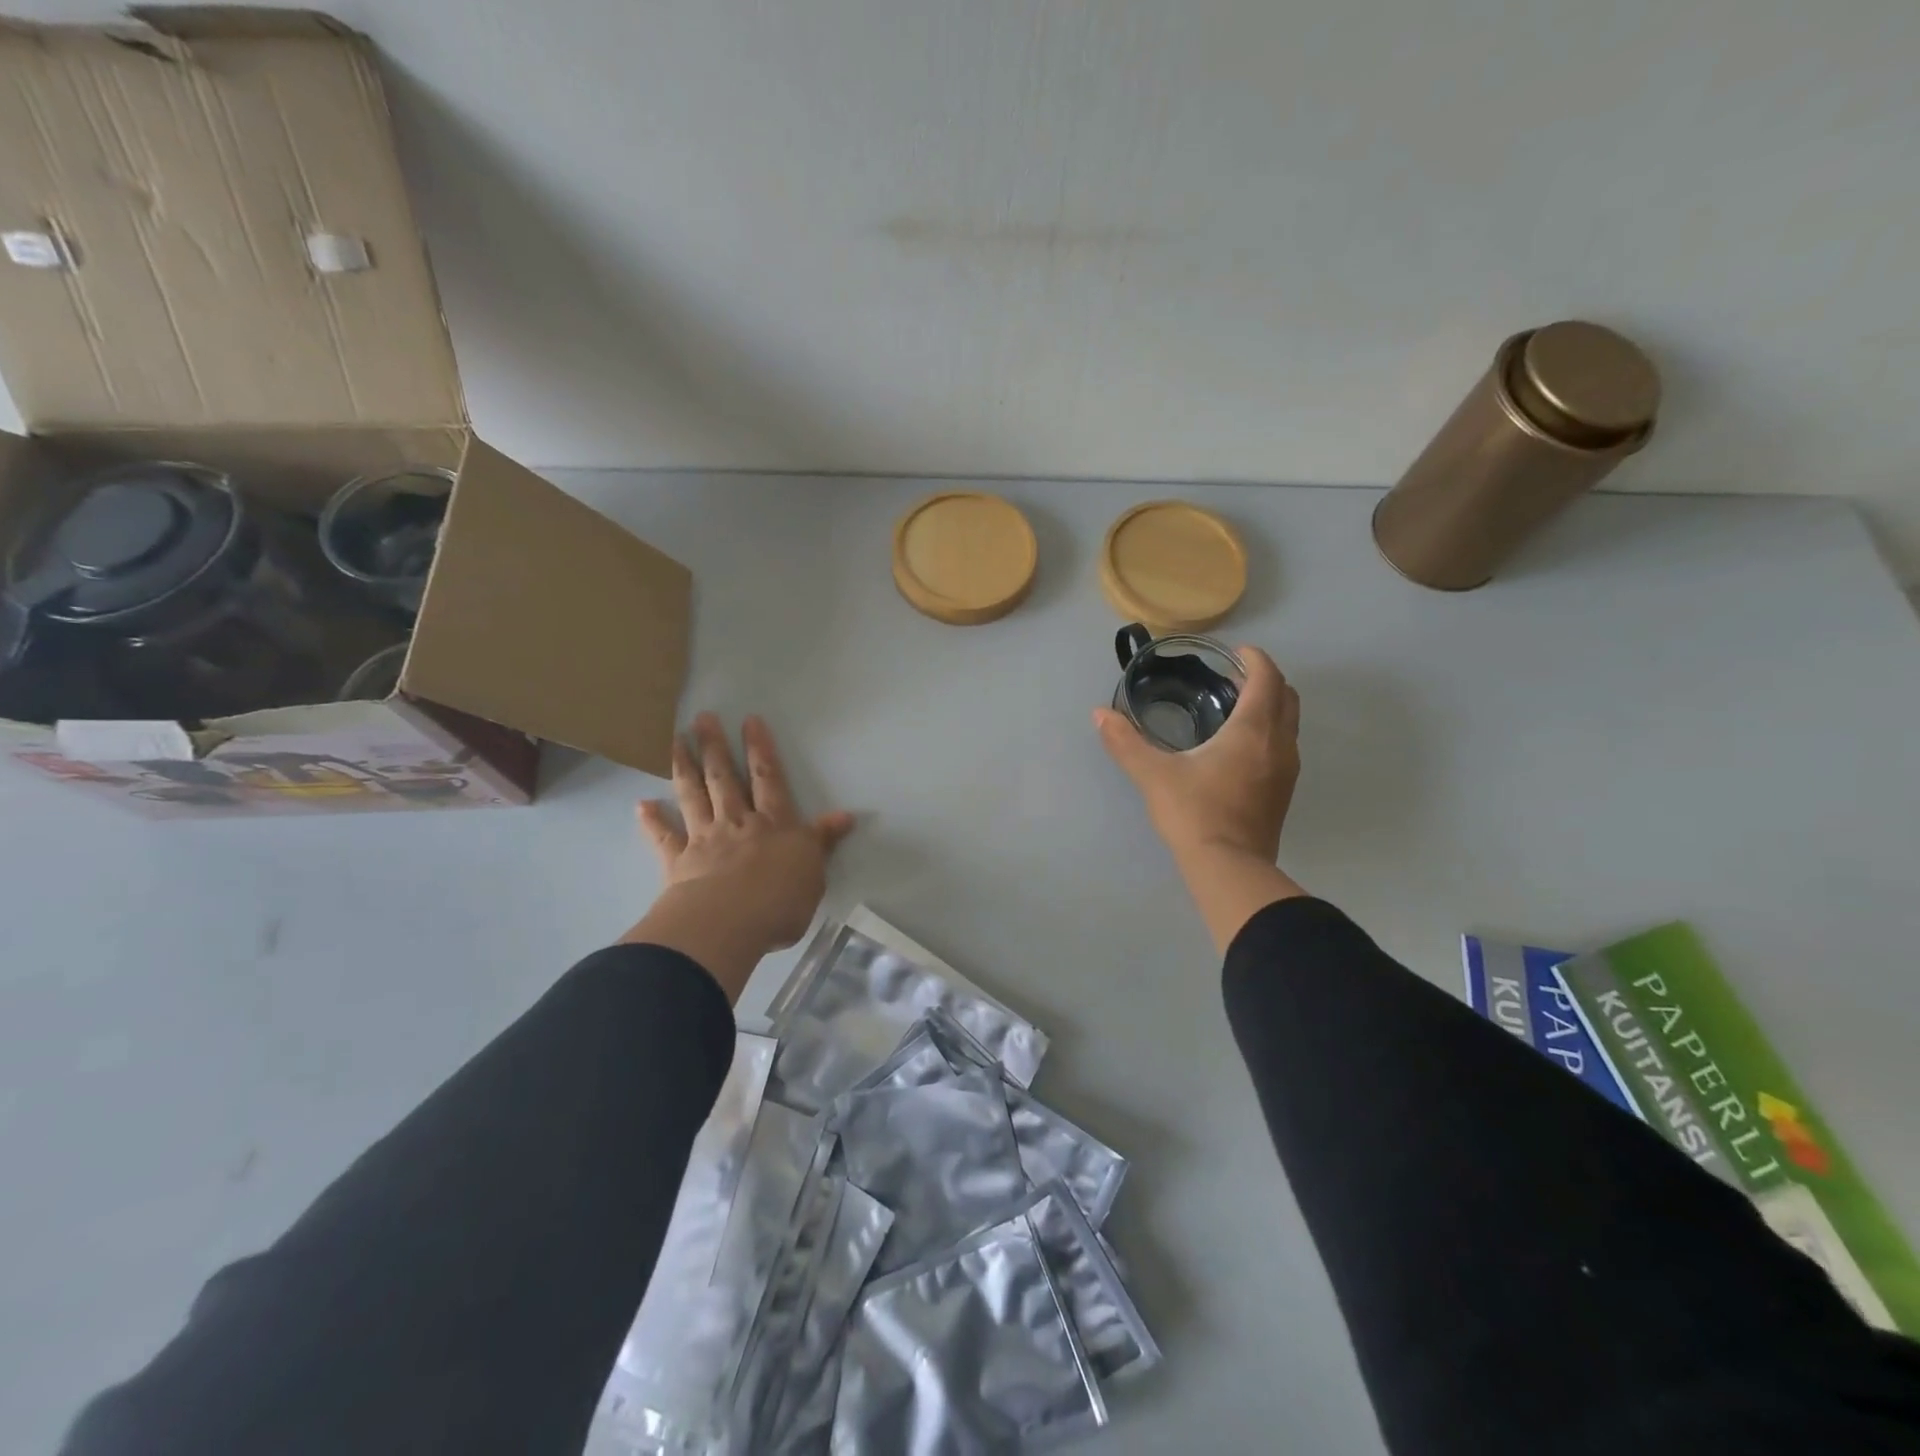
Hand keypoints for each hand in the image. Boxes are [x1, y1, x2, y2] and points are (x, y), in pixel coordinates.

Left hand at [625, 714, 853, 999]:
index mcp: (774, 824)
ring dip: (684, 767)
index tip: (749, 720)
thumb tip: (845, 816)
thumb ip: (823, 841)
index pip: (768, 778)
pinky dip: (653, 821)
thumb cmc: (781, 900)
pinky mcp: (679, 863)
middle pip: (724, 778)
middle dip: (715, 747)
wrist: (729, 923)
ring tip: (675, 741)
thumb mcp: (815, 871)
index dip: (760, 749)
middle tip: (702, 718)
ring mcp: (704, 839)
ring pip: (693, 796)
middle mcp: (737, 823)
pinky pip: (664, 838)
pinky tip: (642, 805)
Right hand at [1095, 645, 1300, 861]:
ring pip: (1289, 724)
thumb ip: (1125, 742)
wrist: (1229, 868)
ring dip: (1270, 708)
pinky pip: (1284, 747)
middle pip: (1286, 696)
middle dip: (1265, 680)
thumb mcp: (1153, 775)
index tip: (1235, 653)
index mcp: (1253, 730)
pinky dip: (1270, 733)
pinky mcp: (1283, 793)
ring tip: (1235, 710)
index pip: (1266, 678)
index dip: (1254, 659)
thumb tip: (1099, 714)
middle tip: (1232, 679)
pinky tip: (1239, 749)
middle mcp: (1279, 744)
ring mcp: (1287, 770)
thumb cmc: (1194, 812)